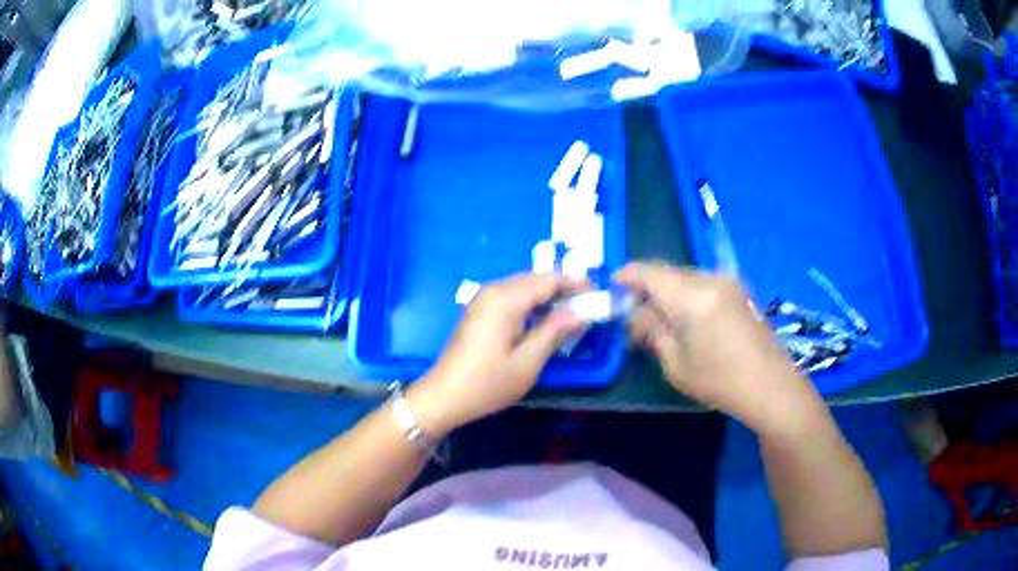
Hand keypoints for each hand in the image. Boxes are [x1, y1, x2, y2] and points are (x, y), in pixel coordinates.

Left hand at [408, 273, 587, 435]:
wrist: (444, 396)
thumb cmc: (487, 383)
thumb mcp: (528, 361)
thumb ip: (555, 331)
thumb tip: (580, 311)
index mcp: (506, 298)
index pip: (550, 279)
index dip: (577, 285)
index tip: (598, 299)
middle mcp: (494, 289)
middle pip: (537, 279)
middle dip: (564, 290)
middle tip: (587, 310)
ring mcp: (483, 299)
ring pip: (525, 286)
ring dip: (549, 297)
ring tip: (571, 317)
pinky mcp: (480, 310)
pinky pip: (513, 297)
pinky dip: (532, 304)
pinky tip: (543, 322)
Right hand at [614, 262, 824, 435]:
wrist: (771, 385)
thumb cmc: (721, 381)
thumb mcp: (676, 364)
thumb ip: (652, 330)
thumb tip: (635, 312)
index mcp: (691, 296)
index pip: (649, 272)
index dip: (626, 276)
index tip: (612, 288)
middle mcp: (709, 278)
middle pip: (667, 272)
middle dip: (647, 288)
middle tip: (635, 314)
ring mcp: (727, 281)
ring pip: (685, 276)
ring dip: (668, 292)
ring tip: (660, 320)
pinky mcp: (738, 289)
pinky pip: (702, 283)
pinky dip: (686, 294)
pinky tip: (687, 319)